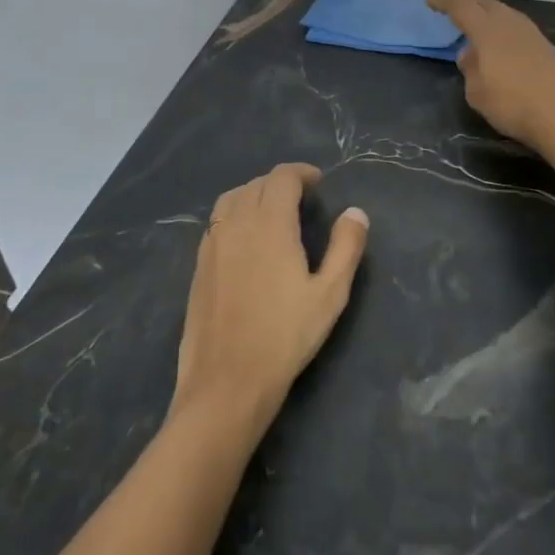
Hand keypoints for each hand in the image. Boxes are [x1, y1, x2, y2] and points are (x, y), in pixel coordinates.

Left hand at [173, 164, 368, 427]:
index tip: (318, 183)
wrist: (227, 381)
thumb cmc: (285, 337)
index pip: (282, 178)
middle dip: (281, 183)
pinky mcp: (199, 265)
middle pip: (256, 184)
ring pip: (231, 199)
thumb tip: (355, 212)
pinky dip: (234, 214)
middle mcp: (236, 224)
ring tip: (273, 212)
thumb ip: (345, 247)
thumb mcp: (330, 294)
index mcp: (269, 224)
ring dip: (254, 194)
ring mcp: (212, 244)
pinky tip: (246, 239)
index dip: (301, 173)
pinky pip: (217, 222)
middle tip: (302, 199)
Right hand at [428, 0, 554, 152]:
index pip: (461, 5)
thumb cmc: (512, 104)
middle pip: (484, 2)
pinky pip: (515, 26)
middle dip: (465, 2)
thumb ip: (469, 68)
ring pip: (502, 12)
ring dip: (486, 14)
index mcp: (487, 29)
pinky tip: (499, 42)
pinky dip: (501, 27)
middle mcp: (510, 22)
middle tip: (451, 9)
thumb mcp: (476, 92)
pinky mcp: (545, 45)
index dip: (444, 2)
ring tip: (475, 25)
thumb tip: (470, 53)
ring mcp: (531, 32)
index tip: (431, 3)